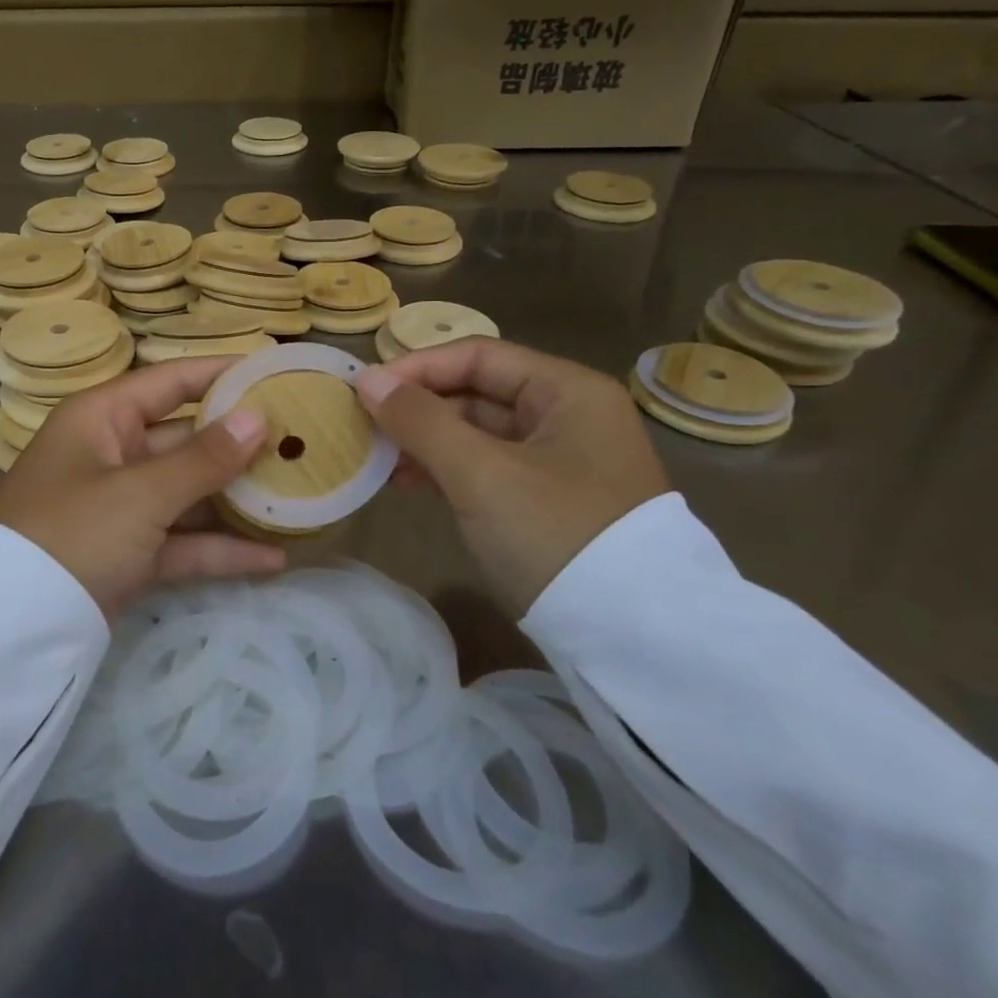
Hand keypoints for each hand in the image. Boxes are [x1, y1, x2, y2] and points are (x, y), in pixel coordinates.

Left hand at [0, 358, 285, 617]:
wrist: (10, 627)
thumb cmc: (73, 532)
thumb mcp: (141, 493)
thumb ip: (203, 458)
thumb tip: (259, 417)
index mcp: (103, 419)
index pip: (172, 381)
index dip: (222, 374)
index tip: (276, 372)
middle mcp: (112, 454)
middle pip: (186, 439)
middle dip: (240, 445)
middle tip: (302, 442)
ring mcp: (120, 506)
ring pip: (189, 493)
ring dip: (237, 500)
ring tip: (299, 497)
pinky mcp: (128, 554)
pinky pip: (181, 542)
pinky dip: (219, 550)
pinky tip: (273, 559)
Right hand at [356, 339, 669, 615]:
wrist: (633, 640)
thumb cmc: (555, 534)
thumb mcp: (480, 473)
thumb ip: (420, 421)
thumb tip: (367, 381)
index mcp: (567, 391)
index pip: (478, 356)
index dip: (417, 367)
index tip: (366, 389)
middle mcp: (568, 416)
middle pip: (477, 392)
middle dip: (418, 408)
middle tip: (364, 425)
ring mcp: (560, 461)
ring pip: (477, 434)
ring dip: (425, 441)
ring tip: (377, 458)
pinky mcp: (547, 501)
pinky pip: (486, 468)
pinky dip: (446, 470)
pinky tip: (406, 483)